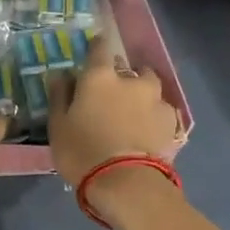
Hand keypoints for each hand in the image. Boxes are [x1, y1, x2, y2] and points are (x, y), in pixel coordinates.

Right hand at [47, 36, 181, 190]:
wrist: (126, 182)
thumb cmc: (82, 151)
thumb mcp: (58, 125)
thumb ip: (60, 95)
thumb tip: (61, 73)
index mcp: (100, 77)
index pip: (99, 48)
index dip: (96, 46)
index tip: (93, 50)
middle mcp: (131, 80)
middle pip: (129, 67)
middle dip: (122, 74)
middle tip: (112, 92)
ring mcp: (155, 99)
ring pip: (149, 86)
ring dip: (142, 92)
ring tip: (134, 110)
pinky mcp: (171, 121)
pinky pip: (161, 109)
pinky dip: (154, 114)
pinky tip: (148, 128)